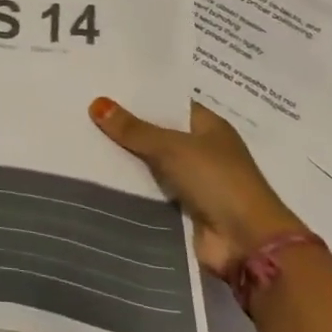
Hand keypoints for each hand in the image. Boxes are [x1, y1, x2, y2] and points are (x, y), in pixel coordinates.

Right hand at [89, 98, 307, 280]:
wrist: (246, 242)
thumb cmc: (217, 181)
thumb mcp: (171, 147)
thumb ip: (133, 129)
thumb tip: (96, 103)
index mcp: (210, 127)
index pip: (170, 105)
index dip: (141, 97)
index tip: (106, 89)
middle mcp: (204, 150)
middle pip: (159, 133)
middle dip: (129, 127)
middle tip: (86, 112)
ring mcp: (196, 181)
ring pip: (154, 163)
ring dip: (128, 158)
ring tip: (85, 140)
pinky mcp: (185, 208)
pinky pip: (152, 189)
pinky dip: (133, 185)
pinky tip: (101, 174)